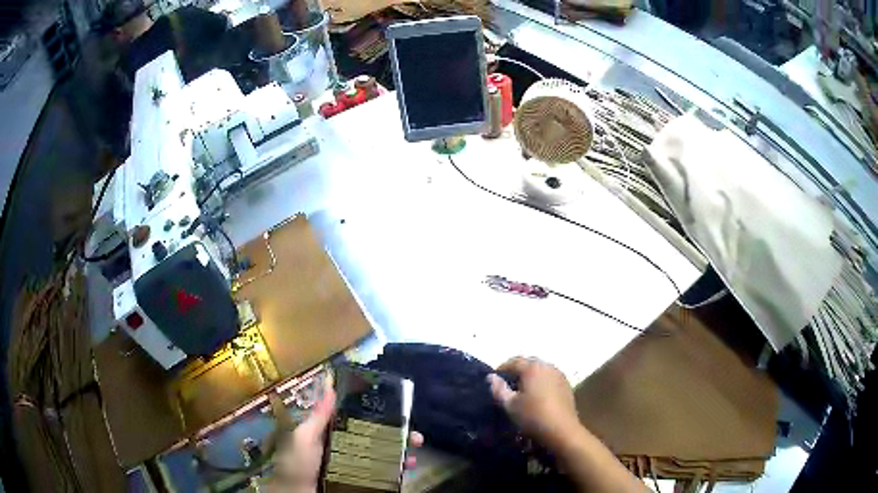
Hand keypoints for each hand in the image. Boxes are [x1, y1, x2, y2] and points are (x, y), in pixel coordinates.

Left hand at [272, 384, 423, 492]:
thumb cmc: (298, 465)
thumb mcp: (304, 438)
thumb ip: (318, 417)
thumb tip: (329, 384)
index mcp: (333, 435)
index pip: (360, 421)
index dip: (380, 416)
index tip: (399, 409)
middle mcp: (348, 449)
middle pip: (378, 439)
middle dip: (399, 435)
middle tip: (415, 435)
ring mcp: (357, 468)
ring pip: (385, 457)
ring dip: (403, 452)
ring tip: (416, 451)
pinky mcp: (363, 482)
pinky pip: (385, 476)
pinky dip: (399, 471)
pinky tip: (409, 467)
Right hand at [487, 357, 580, 450]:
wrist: (562, 430)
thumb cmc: (533, 416)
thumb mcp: (510, 405)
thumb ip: (499, 389)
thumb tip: (491, 377)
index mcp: (532, 367)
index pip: (513, 362)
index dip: (501, 369)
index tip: (494, 381)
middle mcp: (547, 366)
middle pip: (528, 363)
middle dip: (516, 371)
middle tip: (507, 385)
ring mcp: (559, 374)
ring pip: (540, 370)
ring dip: (530, 376)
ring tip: (522, 391)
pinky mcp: (566, 384)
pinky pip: (549, 377)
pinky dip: (541, 382)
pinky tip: (537, 395)